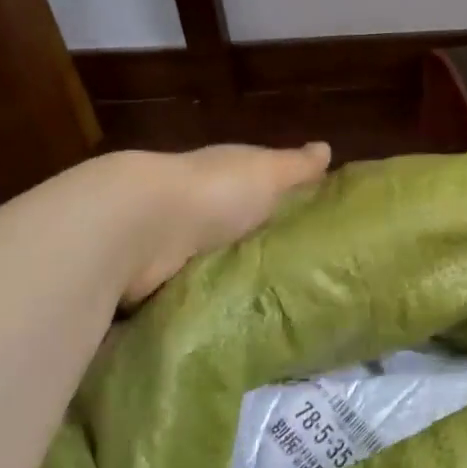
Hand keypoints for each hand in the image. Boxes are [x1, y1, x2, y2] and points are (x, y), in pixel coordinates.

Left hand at [116, 142, 330, 302]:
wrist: (140, 228)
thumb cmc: (215, 193)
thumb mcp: (267, 173)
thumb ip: (296, 166)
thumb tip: (326, 147)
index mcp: (224, 175)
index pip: (258, 184)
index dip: (281, 199)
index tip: (312, 225)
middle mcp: (198, 205)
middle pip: (235, 225)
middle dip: (258, 244)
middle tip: (302, 277)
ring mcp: (173, 243)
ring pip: (213, 260)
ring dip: (231, 277)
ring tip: (275, 307)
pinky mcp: (157, 281)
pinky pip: (191, 291)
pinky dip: (206, 301)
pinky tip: (232, 320)